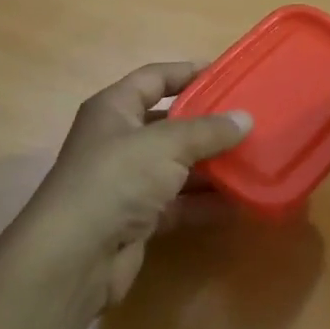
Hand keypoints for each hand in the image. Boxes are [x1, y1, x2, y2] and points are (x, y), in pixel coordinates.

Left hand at [10, 62, 250, 313]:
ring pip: (176, 167)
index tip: (228, 74)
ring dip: (212, 166)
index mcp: (114, 109)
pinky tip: (240, 202)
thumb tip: (246, 119)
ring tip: (254, 160)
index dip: (188, 72)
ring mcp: (127, 183)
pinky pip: (178, 204)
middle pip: (169, 124)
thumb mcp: (166, 145)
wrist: (74, 256)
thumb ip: (208, 131)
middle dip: (208, 124)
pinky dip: (205, 203)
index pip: (154, 78)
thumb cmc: (116, 179)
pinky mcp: (137, 219)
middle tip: (250, 121)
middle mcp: (118, 141)